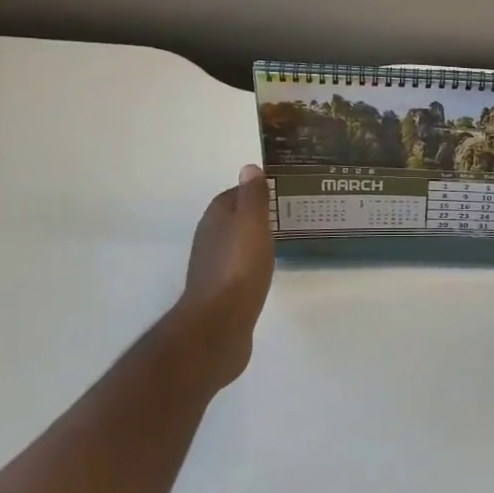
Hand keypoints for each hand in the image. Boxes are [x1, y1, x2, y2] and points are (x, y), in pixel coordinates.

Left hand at [179, 164, 274, 386]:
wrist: (219, 325)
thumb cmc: (239, 266)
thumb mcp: (252, 222)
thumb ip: (252, 195)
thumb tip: (248, 167)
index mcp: (216, 216)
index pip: (235, 193)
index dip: (255, 191)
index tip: (280, 192)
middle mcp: (209, 237)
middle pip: (234, 218)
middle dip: (255, 216)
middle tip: (284, 215)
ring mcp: (211, 266)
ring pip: (235, 244)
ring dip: (252, 241)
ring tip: (279, 241)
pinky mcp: (218, 292)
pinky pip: (237, 268)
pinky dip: (250, 264)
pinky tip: (265, 271)